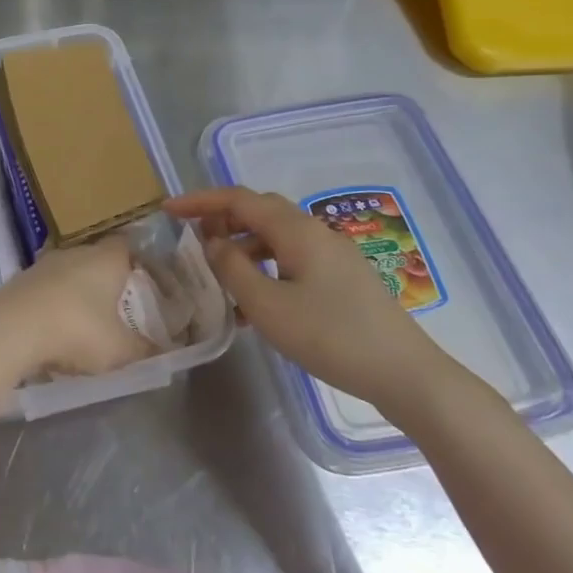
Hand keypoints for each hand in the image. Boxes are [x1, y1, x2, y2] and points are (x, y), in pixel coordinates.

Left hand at [0, 235, 150, 385]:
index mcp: (106, 258)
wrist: (10, 329)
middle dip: (107, 278)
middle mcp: (75, 252)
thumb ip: (144, 350)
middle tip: (120, 304)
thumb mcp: (119, 349)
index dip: (138, 260)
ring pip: (69, 272)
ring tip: (87, 319)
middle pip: (97, 257)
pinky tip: (56, 327)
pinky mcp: (20, 281)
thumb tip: (163, 351)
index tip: (146, 279)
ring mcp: (43, 265)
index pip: (128, 245)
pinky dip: (54, 303)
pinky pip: (46, 288)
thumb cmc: (77, 329)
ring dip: (77, 291)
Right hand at [166, 187, 448, 412]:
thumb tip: (212, 242)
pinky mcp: (342, 278)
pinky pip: (292, 259)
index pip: (239, 199)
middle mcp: (315, 232)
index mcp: (296, 230)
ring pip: (276, 237)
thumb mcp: (268, 305)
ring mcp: (333, 255)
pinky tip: (254, 304)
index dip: (200, 200)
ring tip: (219, 277)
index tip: (168, 210)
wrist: (404, 373)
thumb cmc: (330, 336)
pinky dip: (265, 269)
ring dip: (242, 248)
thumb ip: (232, 268)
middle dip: (221, 219)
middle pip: (259, 212)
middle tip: (192, 238)